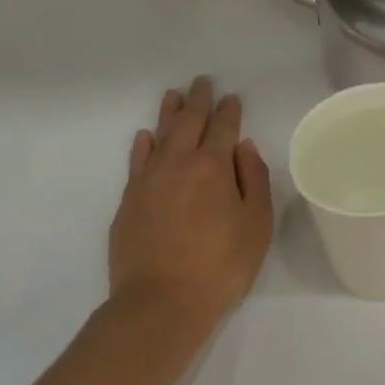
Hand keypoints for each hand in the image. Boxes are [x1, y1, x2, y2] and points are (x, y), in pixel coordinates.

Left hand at [107, 76, 273, 335]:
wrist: (160, 303)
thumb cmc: (220, 265)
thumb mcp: (256, 225)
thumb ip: (254, 180)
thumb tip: (243, 147)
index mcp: (213, 166)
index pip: (223, 128)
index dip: (229, 110)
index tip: (232, 97)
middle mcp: (178, 164)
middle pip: (188, 123)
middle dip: (198, 100)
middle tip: (202, 82)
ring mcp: (148, 181)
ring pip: (159, 136)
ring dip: (168, 114)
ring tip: (173, 95)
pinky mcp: (128, 202)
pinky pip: (136, 161)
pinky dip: (142, 145)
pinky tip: (145, 137)